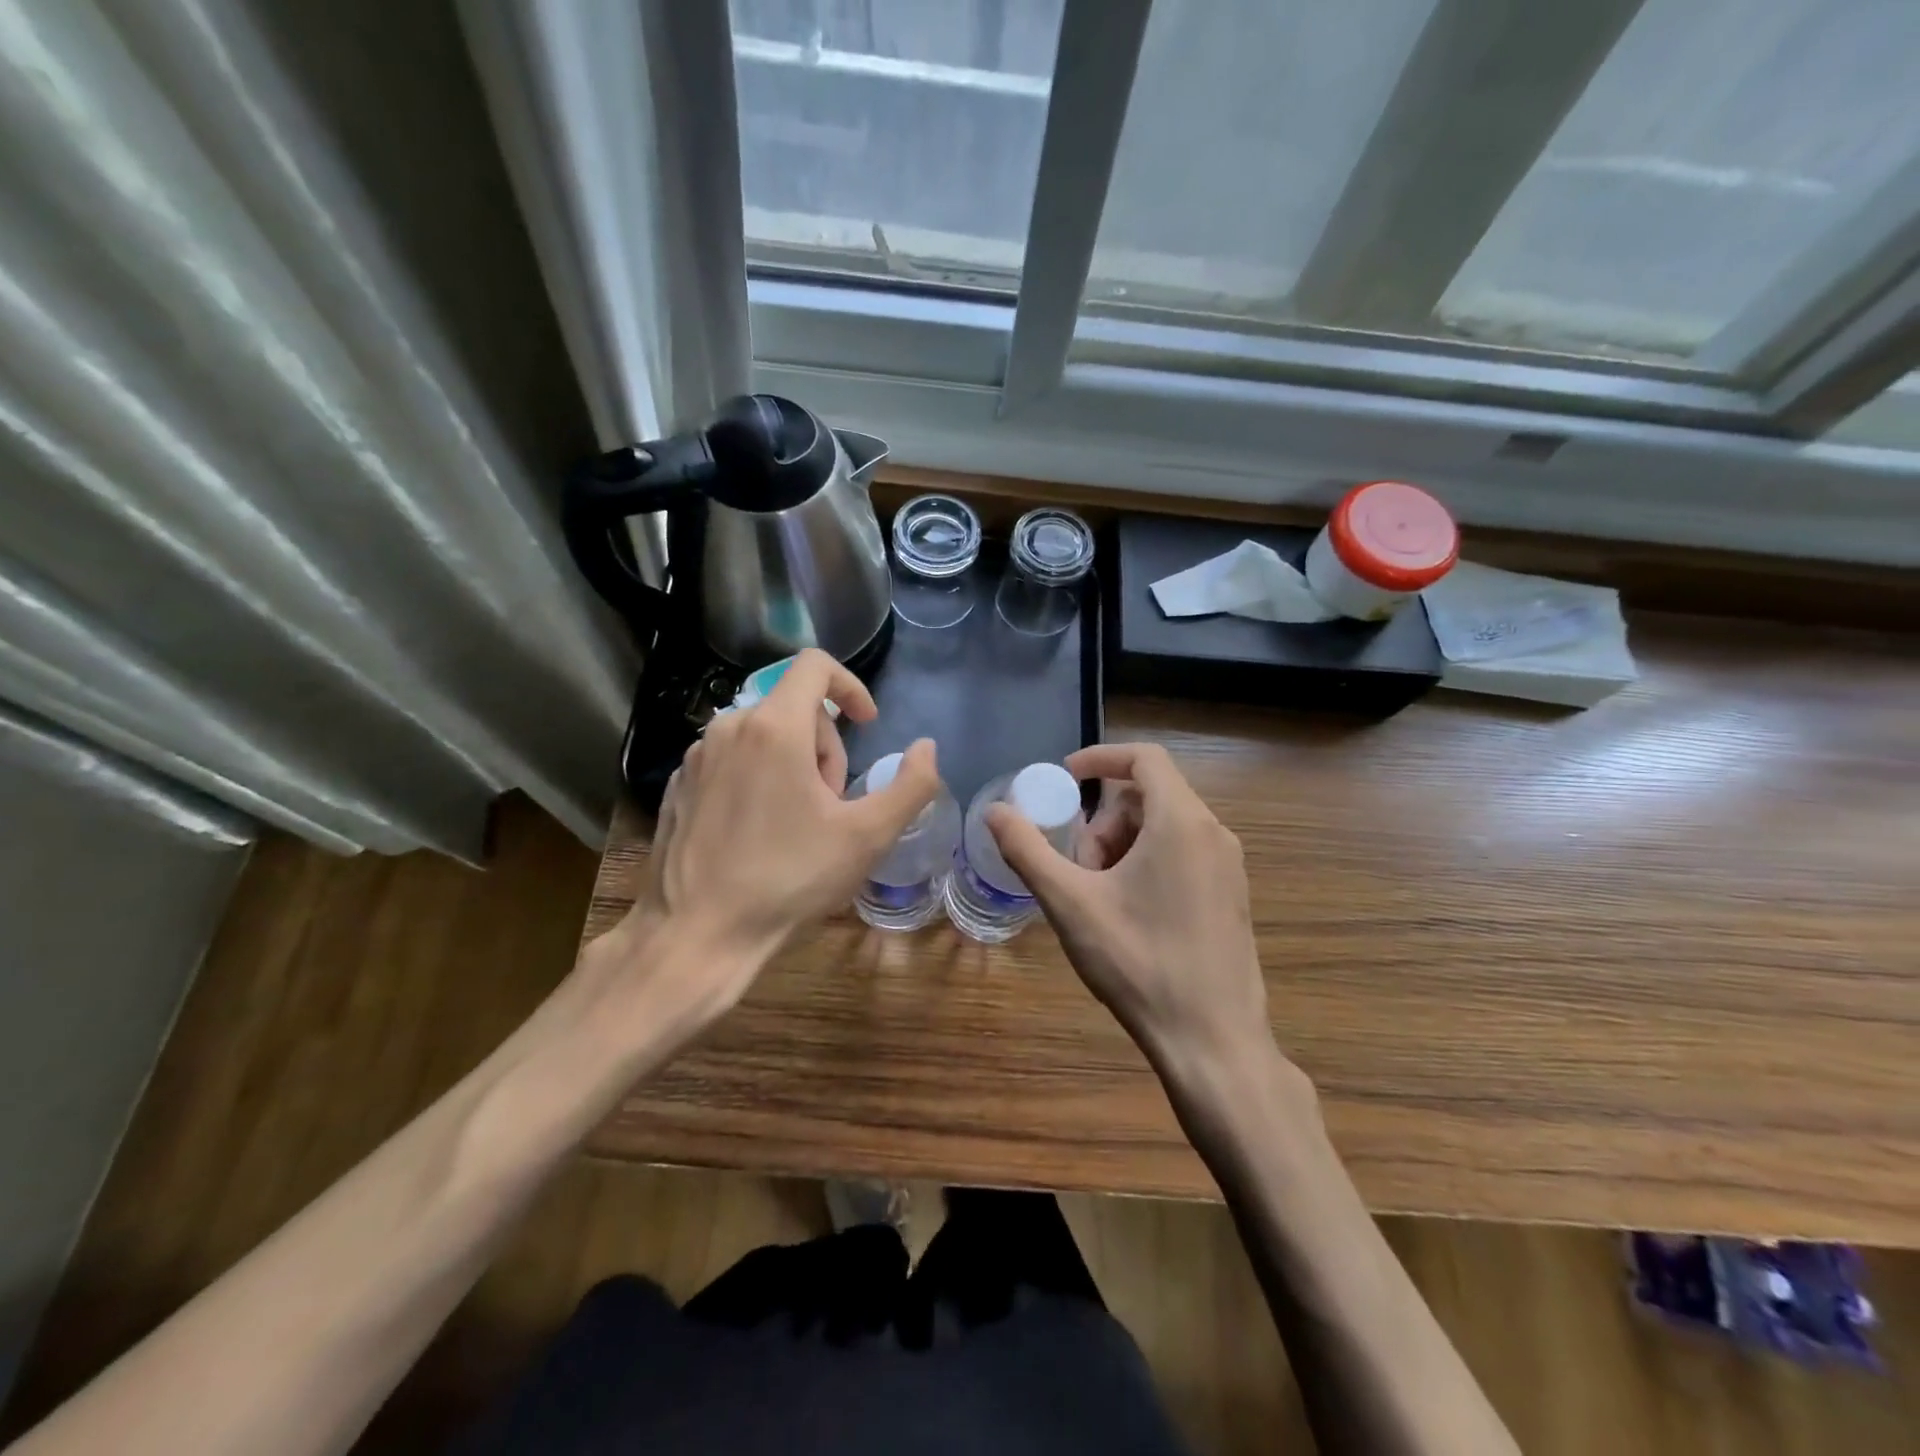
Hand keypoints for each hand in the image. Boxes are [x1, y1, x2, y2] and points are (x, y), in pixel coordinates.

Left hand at [588, 650, 938, 1028]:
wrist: (697, 933)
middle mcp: (730, 726)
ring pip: (763, 733)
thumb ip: (911, 785)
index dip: (851, 686)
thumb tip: (926, 748)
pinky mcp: (678, 783)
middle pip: (794, 707)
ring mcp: (697, 755)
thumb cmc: (788, 879)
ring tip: (797, 822)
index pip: (816, 665)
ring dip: (793, 762)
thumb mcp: (867, 837)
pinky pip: (732, 758)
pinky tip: (760, 831)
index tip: (867, 725)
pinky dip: (757, 777)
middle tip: (831, 804)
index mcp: (775, 727)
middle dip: (825, 745)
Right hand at [987, 742, 1269, 1071]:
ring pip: (1166, 826)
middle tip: (1078, 864)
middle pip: (1150, 795)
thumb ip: (1027, 850)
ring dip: (1123, 843)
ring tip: (1099, 894)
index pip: (1144, 757)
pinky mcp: (1232, 895)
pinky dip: (1149, 861)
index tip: (1064, 779)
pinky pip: (1185, 852)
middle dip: (1104, 818)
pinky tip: (1128, 912)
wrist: (1213, 1041)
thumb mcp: (1070, 903)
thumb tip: (994, 811)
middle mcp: (1214, 833)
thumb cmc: (1139, 963)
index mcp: (1181, 822)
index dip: (1100, 758)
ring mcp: (1229, 866)